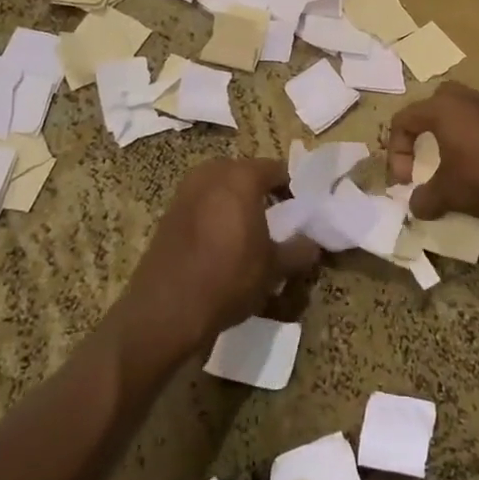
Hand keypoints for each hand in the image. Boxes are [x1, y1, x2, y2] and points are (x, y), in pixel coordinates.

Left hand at [118, 157, 321, 359]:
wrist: (166, 310)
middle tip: (278, 220)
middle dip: (263, 192)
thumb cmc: (228, 279)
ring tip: (251, 233)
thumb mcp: (274, 268)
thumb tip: (312, 243)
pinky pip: (203, 203)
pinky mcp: (169, 212)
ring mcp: (186, 191)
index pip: (277, 169)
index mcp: (240, 177)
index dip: (293, 188)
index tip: (302, 210)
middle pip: (247, 174)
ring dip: (237, 203)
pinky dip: (216, 215)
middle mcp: (211, 173)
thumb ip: (299, 250)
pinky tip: (222, 244)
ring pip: (222, 188)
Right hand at [386, 84, 478, 220]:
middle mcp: (463, 98)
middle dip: (419, 135)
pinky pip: (475, 122)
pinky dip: (467, 140)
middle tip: (421, 160)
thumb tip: (415, 205)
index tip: (406, 182)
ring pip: (454, 113)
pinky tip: (474, 166)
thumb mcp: (449, 194)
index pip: (403, 121)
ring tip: (446, 164)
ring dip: (444, 137)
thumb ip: (424, 199)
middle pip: (428, 108)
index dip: (396, 153)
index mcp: (441, 108)